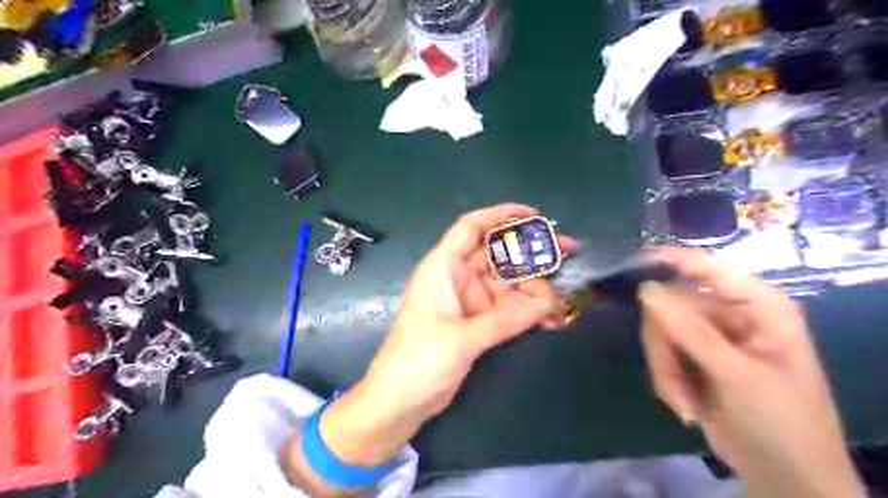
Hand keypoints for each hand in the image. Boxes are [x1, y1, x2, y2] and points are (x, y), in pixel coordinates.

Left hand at [291, 205, 575, 492]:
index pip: (472, 228)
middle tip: (567, 251)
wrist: (399, 401)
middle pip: (498, 255)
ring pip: (508, 284)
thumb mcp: (463, 339)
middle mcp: (457, 279)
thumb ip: (506, 320)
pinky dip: (528, 312)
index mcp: (443, 268)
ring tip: (561, 304)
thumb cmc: (419, 361)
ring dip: (535, 291)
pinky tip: (551, 319)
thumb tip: (549, 303)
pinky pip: (508, 309)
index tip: (534, 215)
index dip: (501, 214)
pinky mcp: (477, 323)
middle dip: (531, 252)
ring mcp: (469, 301)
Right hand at [643, 247, 864, 497]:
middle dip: (666, 346)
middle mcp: (732, 313)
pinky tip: (686, 405)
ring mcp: (711, 336)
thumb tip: (646, 289)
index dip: (672, 260)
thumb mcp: (736, 374)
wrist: (783, 476)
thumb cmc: (779, 421)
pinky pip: (662, 352)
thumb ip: (691, 330)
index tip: (633, 261)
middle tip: (673, 379)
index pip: (711, 268)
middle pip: (673, 306)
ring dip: (667, 369)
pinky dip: (668, 379)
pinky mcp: (695, 357)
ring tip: (684, 403)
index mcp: (758, 306)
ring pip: (661, 332)